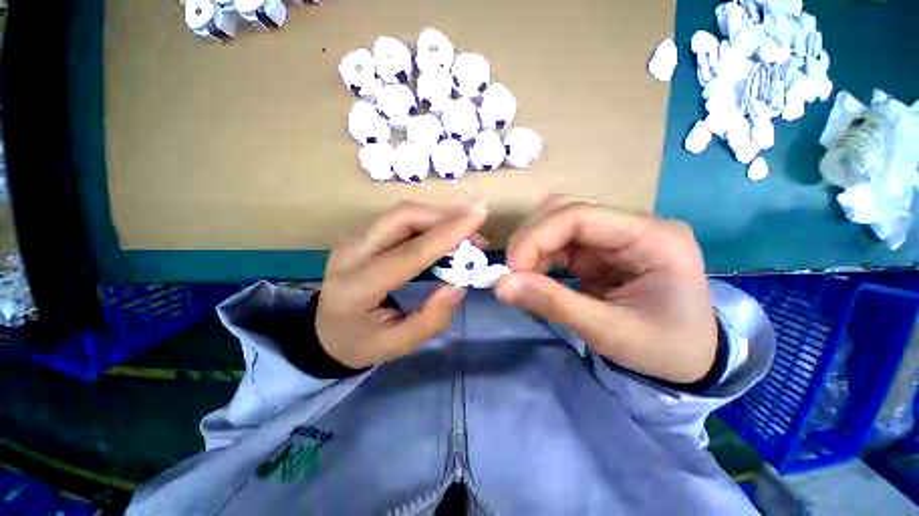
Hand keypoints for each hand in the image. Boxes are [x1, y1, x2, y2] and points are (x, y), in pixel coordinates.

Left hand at [316, 201, 487, 368]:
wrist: (323, 332)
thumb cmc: (360, 343)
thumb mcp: (397, 344)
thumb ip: (431, 318)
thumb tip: (459, 284)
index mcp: (357, 287)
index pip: (408, 254)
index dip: (446, 234)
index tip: (478, 216)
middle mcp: (351, 253)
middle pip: (402, 217)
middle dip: (444, 217)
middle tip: (474, 233)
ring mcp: (354, 239)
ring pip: (402, 213)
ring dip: (438, 218)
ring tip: (464, 236)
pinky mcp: (363, 235)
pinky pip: (401, 219)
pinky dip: (428, 222)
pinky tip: (444, 235)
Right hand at [495, 197, 716, 383]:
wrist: (692, 359)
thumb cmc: (665, 348)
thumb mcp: (609, 331)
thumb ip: (553, 304)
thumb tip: (501, 286)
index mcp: (652, 237)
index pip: (579, 215)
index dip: (536, 237)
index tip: (512, 269)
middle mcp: (632, 225)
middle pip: (565, 210)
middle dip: (531, 239)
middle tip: (513, 273)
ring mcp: (615, 235)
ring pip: (557, 222)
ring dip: (532, 247)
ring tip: (522, 277)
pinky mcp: (601, 249)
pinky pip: (560, 242)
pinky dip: (540, 257)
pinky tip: (535, 276)